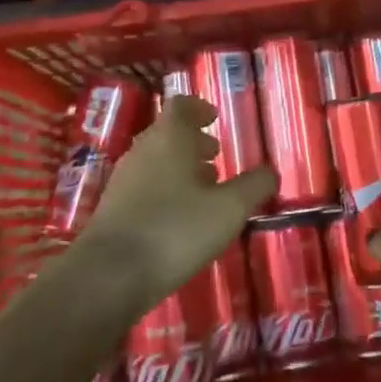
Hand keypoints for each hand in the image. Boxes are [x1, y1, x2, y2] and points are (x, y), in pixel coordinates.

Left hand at [67, 95, 276, 314]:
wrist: (109, 275)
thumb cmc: (175, 230)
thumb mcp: (228, 210)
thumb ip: (253, 187)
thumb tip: (271, 172)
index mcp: (168, 138)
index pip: (181, 105)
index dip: (199, 108)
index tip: (214, 118)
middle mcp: (142, 150)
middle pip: (167, 133)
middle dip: (193, 141)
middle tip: (216, 155)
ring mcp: (123, 179)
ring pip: (155, 160)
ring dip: (180, 167)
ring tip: (205, 187)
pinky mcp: (113, 208)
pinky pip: (144, 185)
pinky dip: (165, 189)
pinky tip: (180, 217)